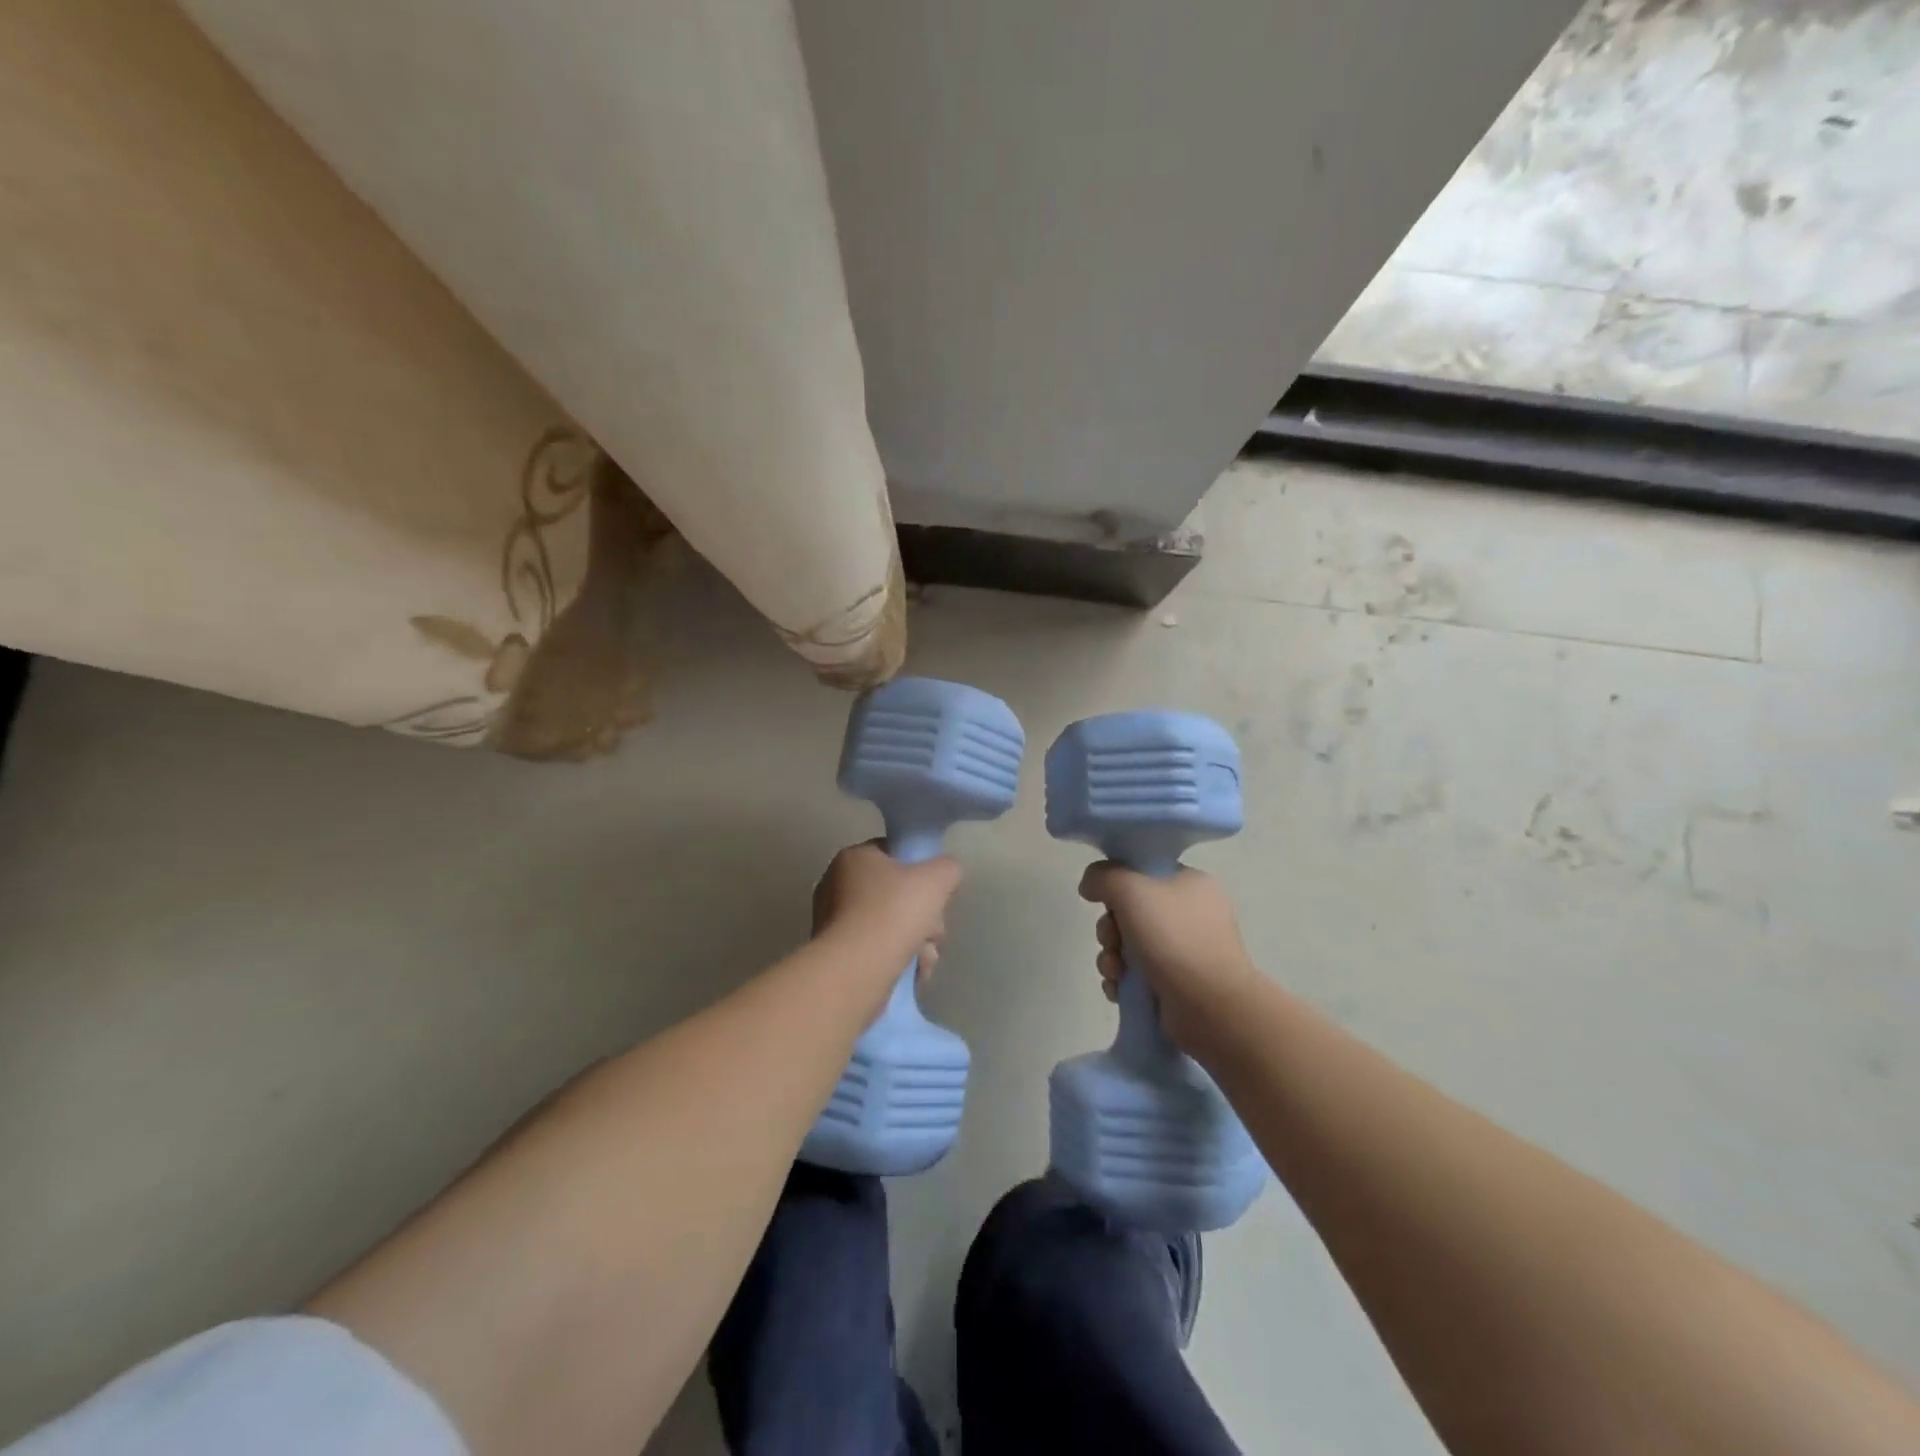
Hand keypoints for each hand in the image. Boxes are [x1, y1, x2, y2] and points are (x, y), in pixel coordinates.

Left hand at [812, 841, 960, 976]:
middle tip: (933, 933)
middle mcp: (837, 885)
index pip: (895, 855)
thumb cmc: (893, 913)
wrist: (854, 971)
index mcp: (854, 858)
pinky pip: (876, 950)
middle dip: (924, 917)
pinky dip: (897, 960)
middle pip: (896, 895)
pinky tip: (912, 973)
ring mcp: (833, 922)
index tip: (936, 895)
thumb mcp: (936, 880)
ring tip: (925, 960)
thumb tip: (946, 874)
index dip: (922, 873)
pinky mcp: (836, 955)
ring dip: (916, 943)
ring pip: (890, 926)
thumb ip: (948, 869)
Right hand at [1077, 863, 1258, 1050]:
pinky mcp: (1177, 985)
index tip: (1107, 901)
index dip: (1118, 885)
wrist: (1210, 1007)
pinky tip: (1119, 989)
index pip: (1144, 873)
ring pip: (1129, 945)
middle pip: (1131, 911)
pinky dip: (1122, 981)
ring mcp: (1185, 952)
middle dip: (1110, 929)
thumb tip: (1090, 885)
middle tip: (1112, 941)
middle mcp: (1191, 915)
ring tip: (1115, 972)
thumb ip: (1103, 877)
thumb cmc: (1173, 939)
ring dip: (1111, 957)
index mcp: (1191, 884)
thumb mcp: (1131, 890)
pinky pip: (1137, 975)